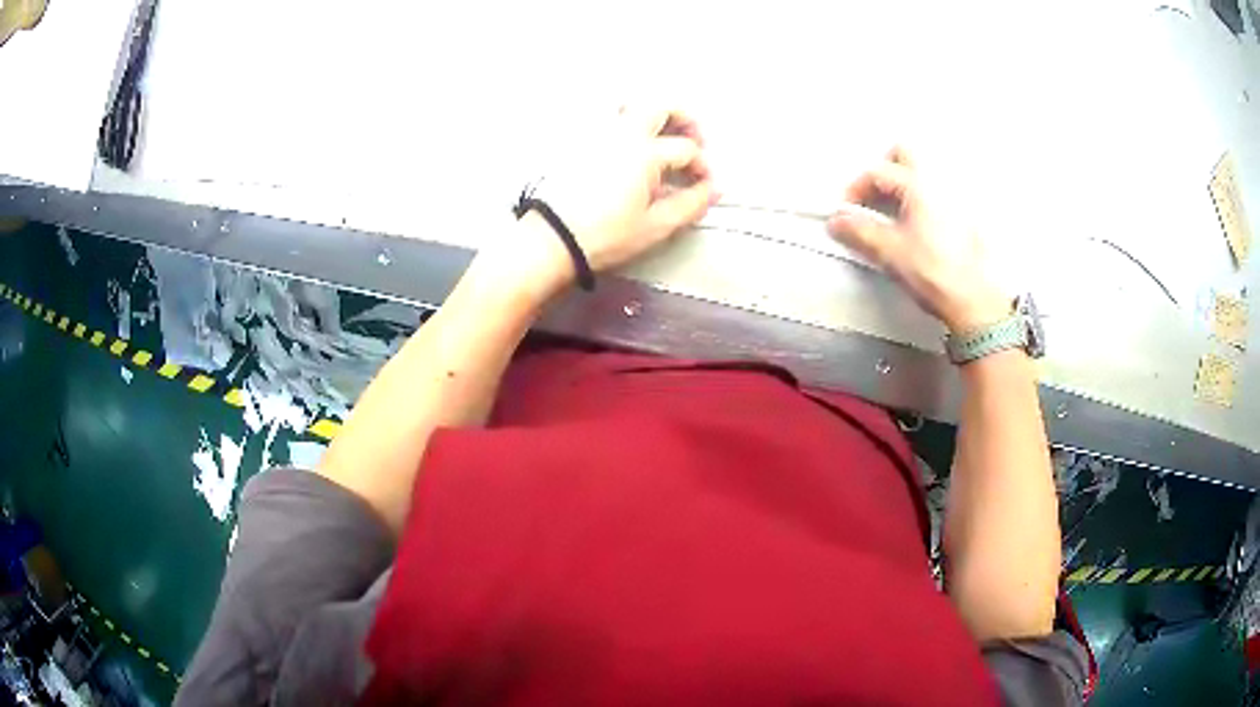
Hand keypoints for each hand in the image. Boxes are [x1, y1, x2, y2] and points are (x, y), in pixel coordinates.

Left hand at [509, 107, 715, 291]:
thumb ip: (690, 204)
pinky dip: (626, 121)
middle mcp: (623, 133)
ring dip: (653, 114)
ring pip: (630, 104)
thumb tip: (714, 190)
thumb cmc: (605, 236)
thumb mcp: (655, 226)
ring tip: (663, 136)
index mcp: (645, 153)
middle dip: (684, 118)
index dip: (702, 166)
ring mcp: (598, 134)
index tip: (705, 185)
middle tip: (695, 139)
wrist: (552, 238)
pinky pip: (607, 118)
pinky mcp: (579, 142)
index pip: (687, 149)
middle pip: (660, 106)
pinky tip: (630, 146)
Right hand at [827, 147, 1009, 332]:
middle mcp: (939, 181)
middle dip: (883, 171)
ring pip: (923, 173)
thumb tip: (836, 220)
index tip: (846, 212)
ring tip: (893, 215)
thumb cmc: (935, 273)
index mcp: (918, 184)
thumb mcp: (890, 252)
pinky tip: (918, 227)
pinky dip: (921, 200)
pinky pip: (938, 192)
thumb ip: (859, 231)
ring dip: (903, 185)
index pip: (876, 172)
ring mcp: (956, 196)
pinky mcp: (966, 215)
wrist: (975, 301)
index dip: (855, 189)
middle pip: (904, 155)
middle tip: (872, 199)